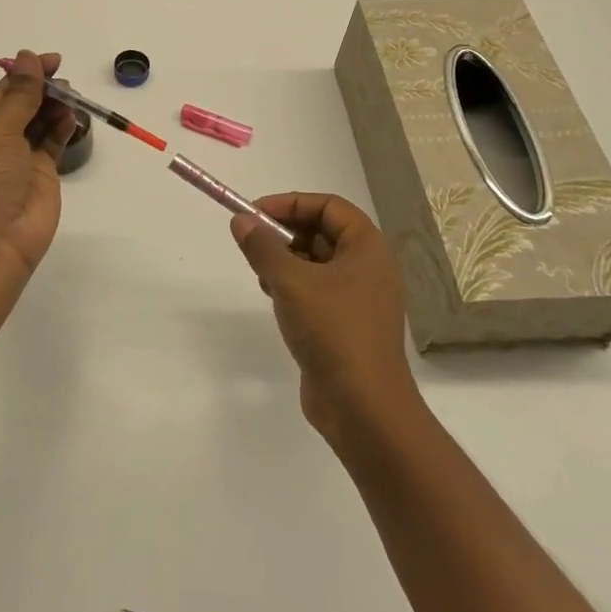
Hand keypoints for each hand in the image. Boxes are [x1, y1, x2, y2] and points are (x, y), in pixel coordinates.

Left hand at [0, 50, 77, 276]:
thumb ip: (19, 96)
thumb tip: (28, 58)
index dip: (23, 75)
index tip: (50, 60)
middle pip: (19, 108)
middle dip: (41, 91)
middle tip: (65, 78)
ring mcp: (16, 164)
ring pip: (37, 126)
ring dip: (54, 108)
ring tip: (72, 95)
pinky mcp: (40, 179)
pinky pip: (52, 146)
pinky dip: (63, 129)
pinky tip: (73, 116)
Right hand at [231, 193, 419, 443]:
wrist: (363, 408)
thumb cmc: (333, 331)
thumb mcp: (290, 282)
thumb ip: (262, 247)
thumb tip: (241, 221)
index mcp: (368, 248)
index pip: (329, 206)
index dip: (290, 203)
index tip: (255, 213)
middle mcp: (369, 268)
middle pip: (323, 231)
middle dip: (285, 232)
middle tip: (252, 242)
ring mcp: (360, 298)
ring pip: (317, 262)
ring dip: (285, 259)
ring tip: (260, 272)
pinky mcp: (347, 325)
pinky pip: (317, 289)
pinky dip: (293, 285)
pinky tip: (272, 297)